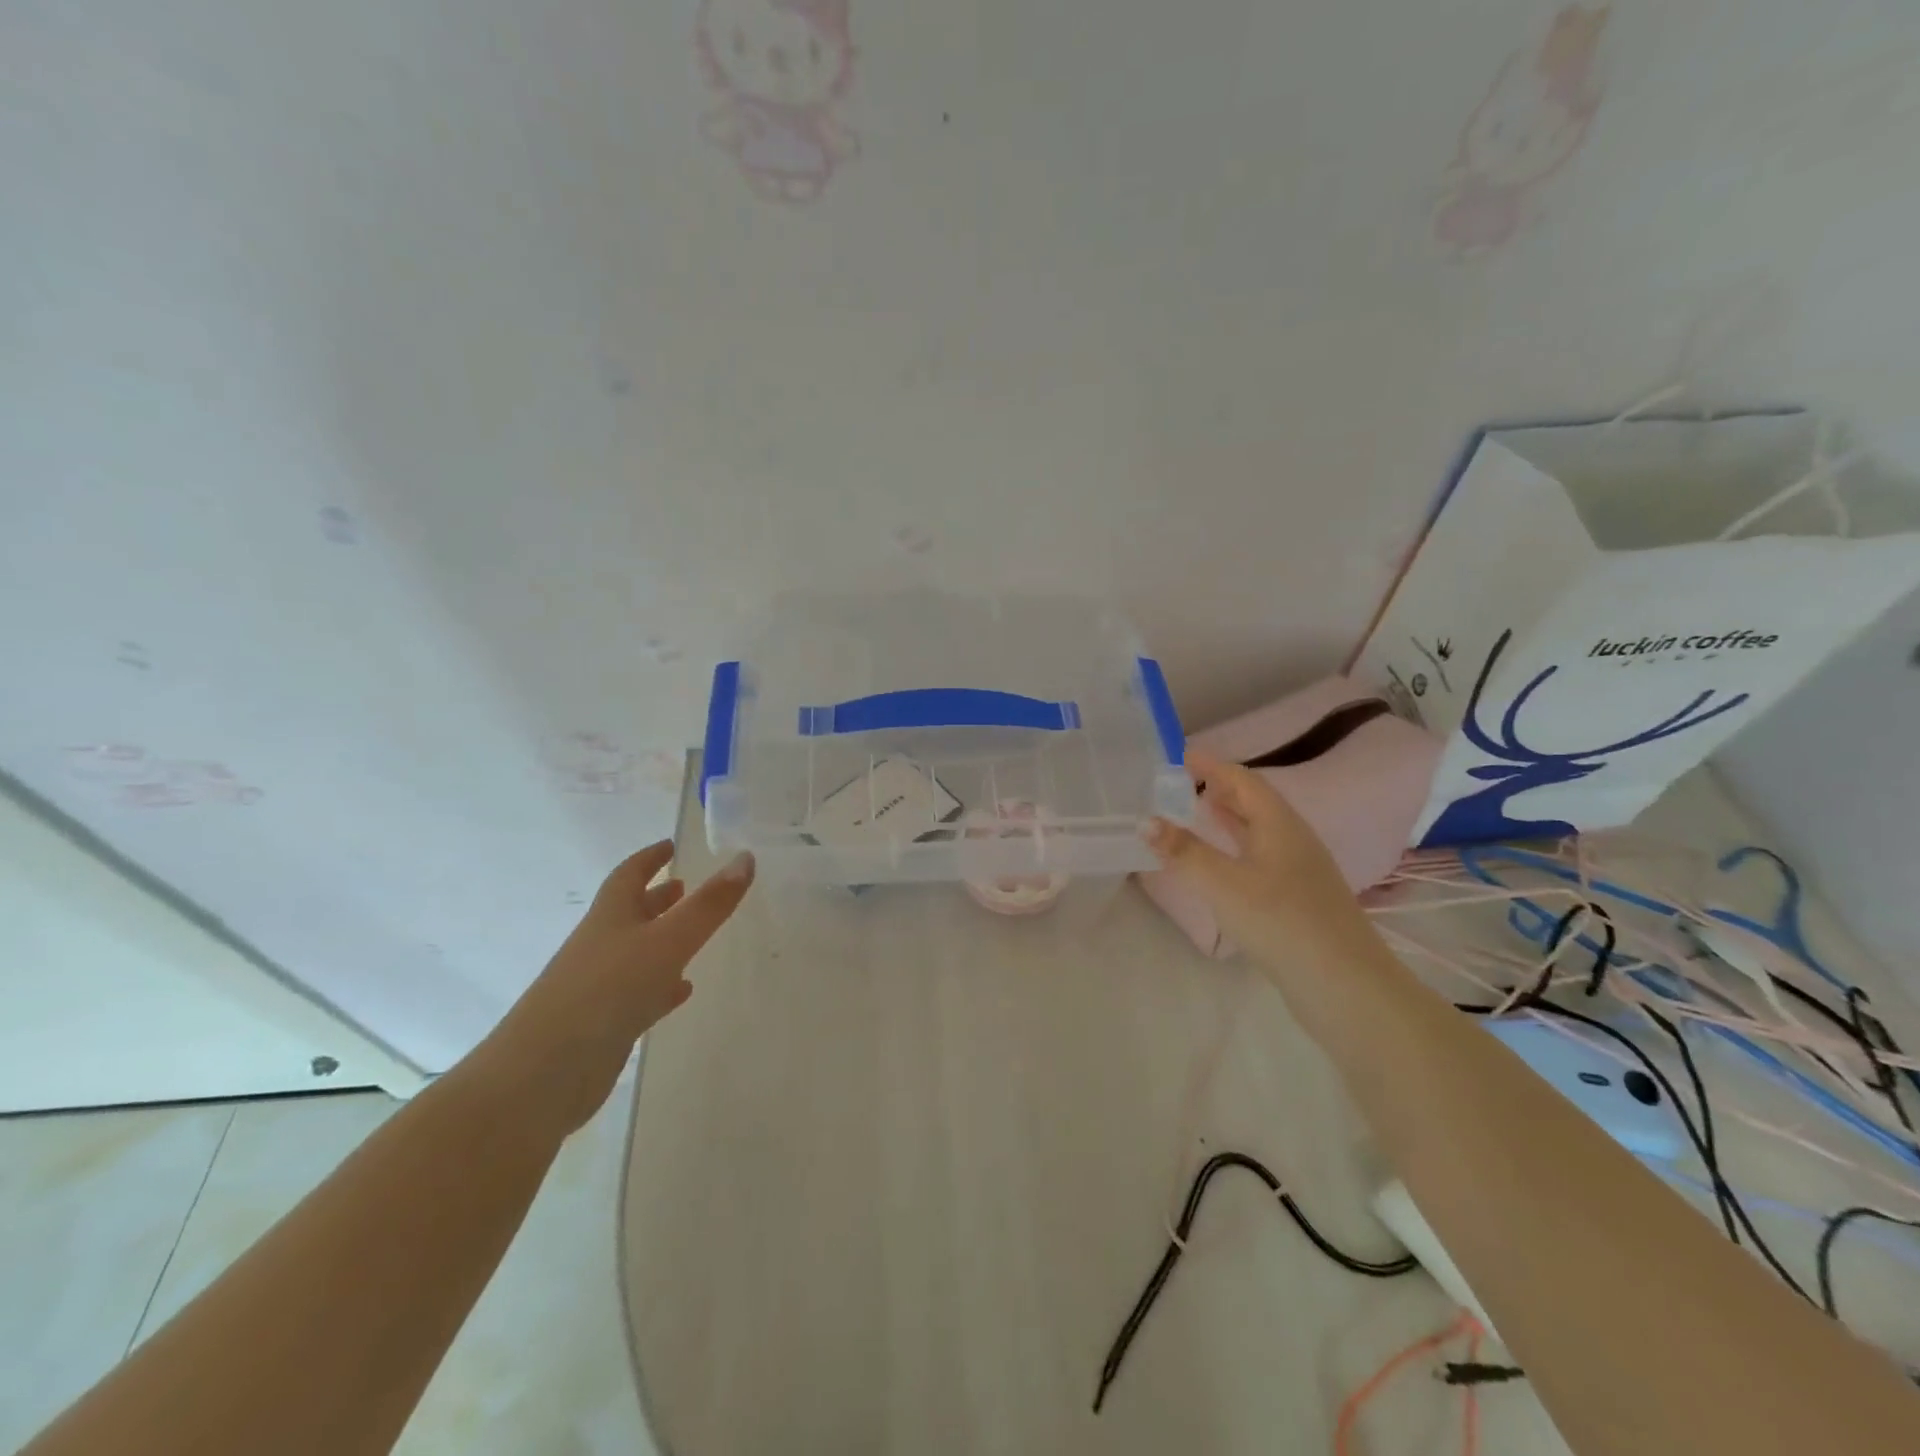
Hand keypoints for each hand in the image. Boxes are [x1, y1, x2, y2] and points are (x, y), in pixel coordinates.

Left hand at [482, 841, 755, 1133]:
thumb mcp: (667, 941)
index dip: (650, 857)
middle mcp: (601, 945)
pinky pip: (639, 992)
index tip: (670, 845)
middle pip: (631, 912)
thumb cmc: (606, 992)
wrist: (542, 1075)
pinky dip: (662, 984)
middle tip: (686, 886)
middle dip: (657, 897)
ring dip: (662, 939)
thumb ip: (709, 904)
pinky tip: (682, 989)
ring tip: (694, 934)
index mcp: (610, 917)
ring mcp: (599, 986)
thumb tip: (745, 858)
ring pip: (637, 952)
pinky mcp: (604, 1023)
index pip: (629, 875)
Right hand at [1144, 750, 1366, 962]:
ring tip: (1198, 812)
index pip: (1242, 780)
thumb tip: (1146, 821)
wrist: (1343, 984)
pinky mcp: (1299, 899)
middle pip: (1254, 802)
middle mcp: (1293, 840)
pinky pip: (1261, 857)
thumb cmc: (1280, 921)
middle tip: (1183, 782)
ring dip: (1229, 818)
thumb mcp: (1222, 883)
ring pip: (1259, 831)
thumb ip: (1183, 851)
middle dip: (1220, 788)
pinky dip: (1236, 847)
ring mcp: (1300, 871)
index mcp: (1279, 824)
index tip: (1181, 755)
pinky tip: (1222, 864)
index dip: (1211, 766)